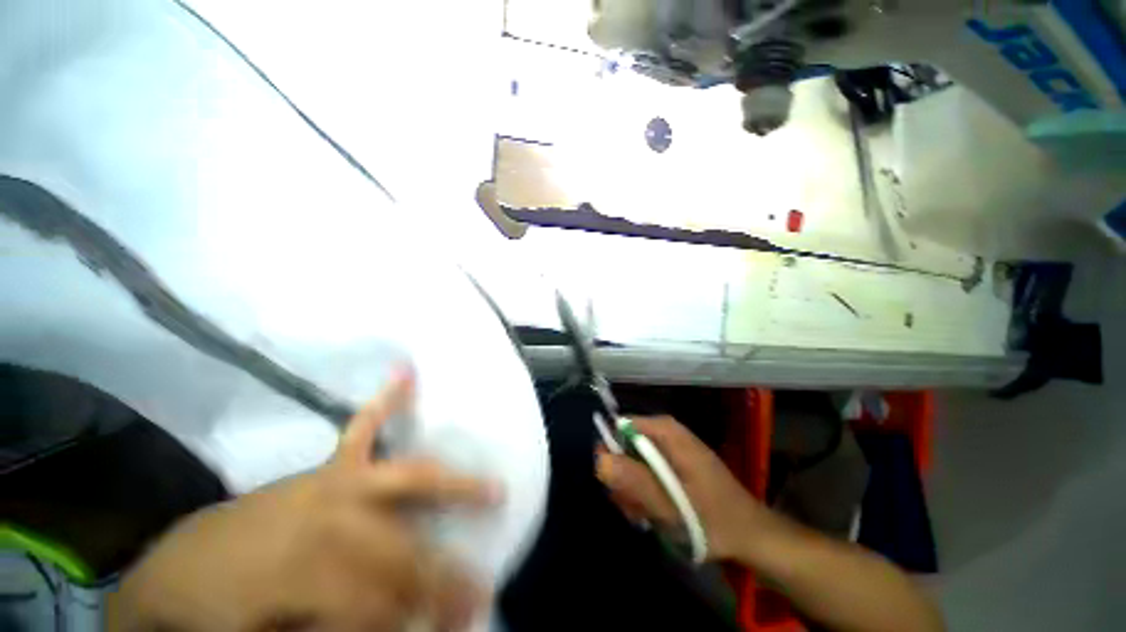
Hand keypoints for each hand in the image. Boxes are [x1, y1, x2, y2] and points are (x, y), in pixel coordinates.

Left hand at [109, 370, 501, 631]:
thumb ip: (343, 628)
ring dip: (454, 488)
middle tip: (482, 588)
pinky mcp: (329, 466)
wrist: (183, 568)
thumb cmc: (225, 612)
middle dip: (445, 572)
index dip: (422, 617)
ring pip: (409, 480)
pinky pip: (362, 426)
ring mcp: (335, 481)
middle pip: (406, 545)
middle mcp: (332, 516)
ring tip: (494, 491)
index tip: (457, 625)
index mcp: (308, 572)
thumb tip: (402, 623)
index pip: (386, 599)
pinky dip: (386, 401)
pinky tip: (406, 373)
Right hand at [595, 416, 775, 561]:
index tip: (614, 486)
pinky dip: (643, 492)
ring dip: (632, 491)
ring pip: (632, 461)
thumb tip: (600, 460)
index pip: (620, 426)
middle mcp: (664, 432)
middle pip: (624, 445)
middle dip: (623, 479)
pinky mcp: (673, 462)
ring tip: (645, 516)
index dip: (611, 455)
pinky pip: (645, 470)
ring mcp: (669, 447)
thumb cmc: (713, 519)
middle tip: (633, 509)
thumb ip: (635, 481)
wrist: (750, 535)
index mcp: (665, 431)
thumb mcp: (671, 506)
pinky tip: (652, 514)